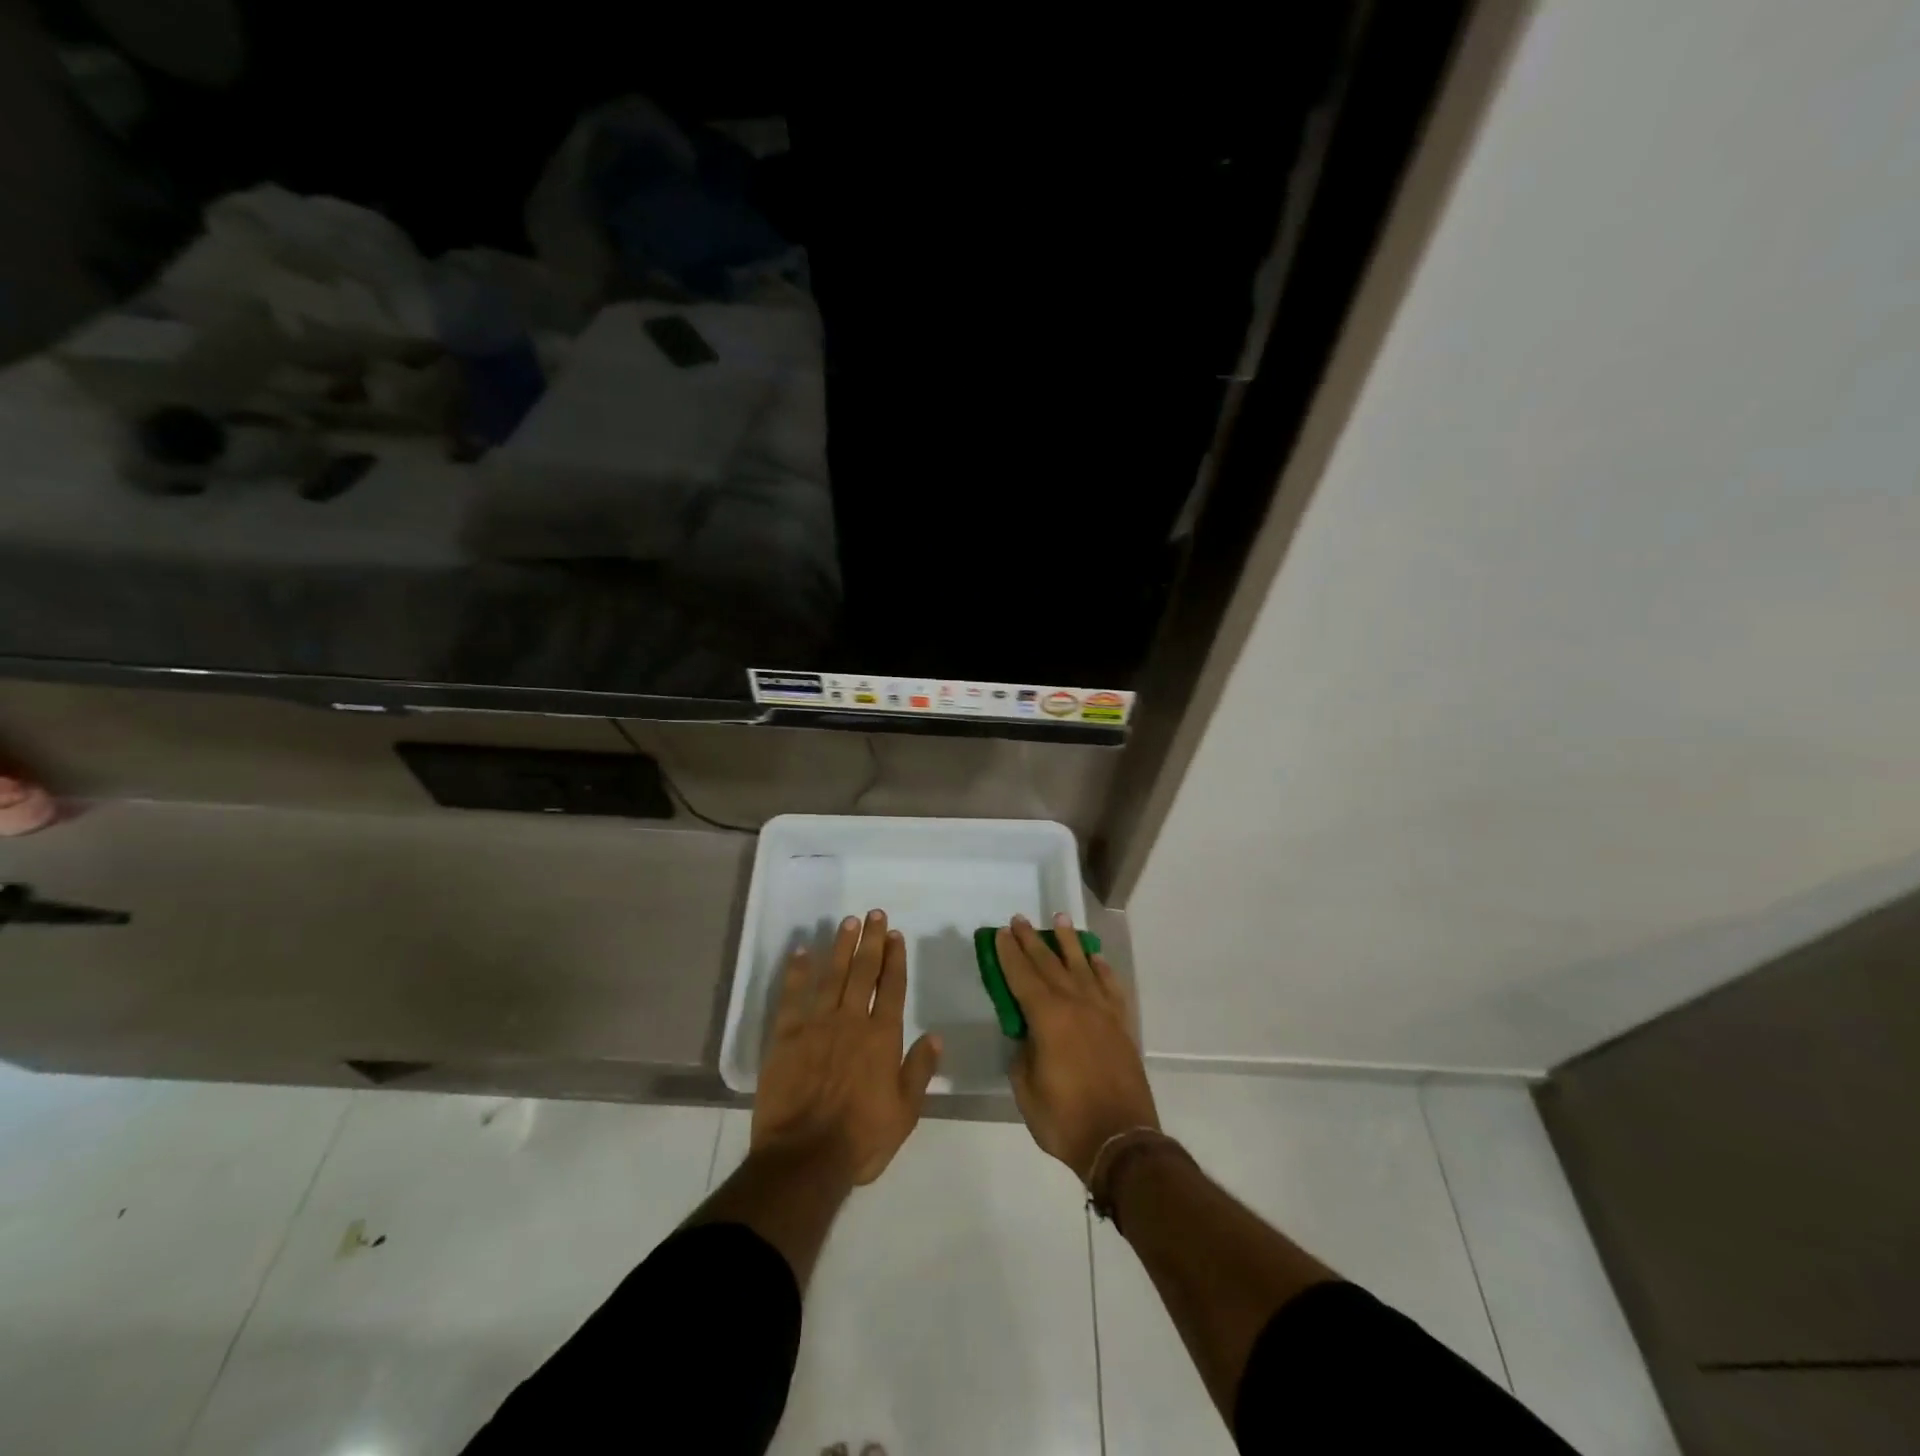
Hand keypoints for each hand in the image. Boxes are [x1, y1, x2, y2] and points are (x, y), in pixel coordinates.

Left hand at [753, 910, 942, 1185]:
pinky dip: (797, 972)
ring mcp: (816, 1025)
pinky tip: (801, 951)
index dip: (895, 959)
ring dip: (841, 947)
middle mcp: (851, 1021)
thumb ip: (919, 1070)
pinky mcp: (786, 1036)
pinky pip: (792, 996)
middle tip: (875, 914)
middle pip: (863, 972)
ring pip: (832, 976)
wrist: (804, 1158)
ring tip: (848, 922)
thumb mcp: (905, 1112)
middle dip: (871, 941)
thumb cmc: (860, 1139)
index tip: (896, 934)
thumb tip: (935, 1035)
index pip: (891, 987)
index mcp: (882, 1038)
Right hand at [997, 913, 1158, 1184]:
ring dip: (1068, 942)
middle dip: (1032, 941)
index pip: (1022, 977)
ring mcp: (1102, 1013)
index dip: (1009, 954)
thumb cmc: (1065, 1120)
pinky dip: (1102, 969)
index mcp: (1048, 1018)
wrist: (1121, 1142)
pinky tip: (1095, 958)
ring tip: (1059, 919)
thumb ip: (1023, 1055)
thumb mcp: (1026, 1090)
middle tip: (1019, 920)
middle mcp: (1076, 1005)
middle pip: (1049, 964)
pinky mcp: (1121, 1026)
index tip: (1000, 933)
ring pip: (1082, 967)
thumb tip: (1028, 1037)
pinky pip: (1111, 987)